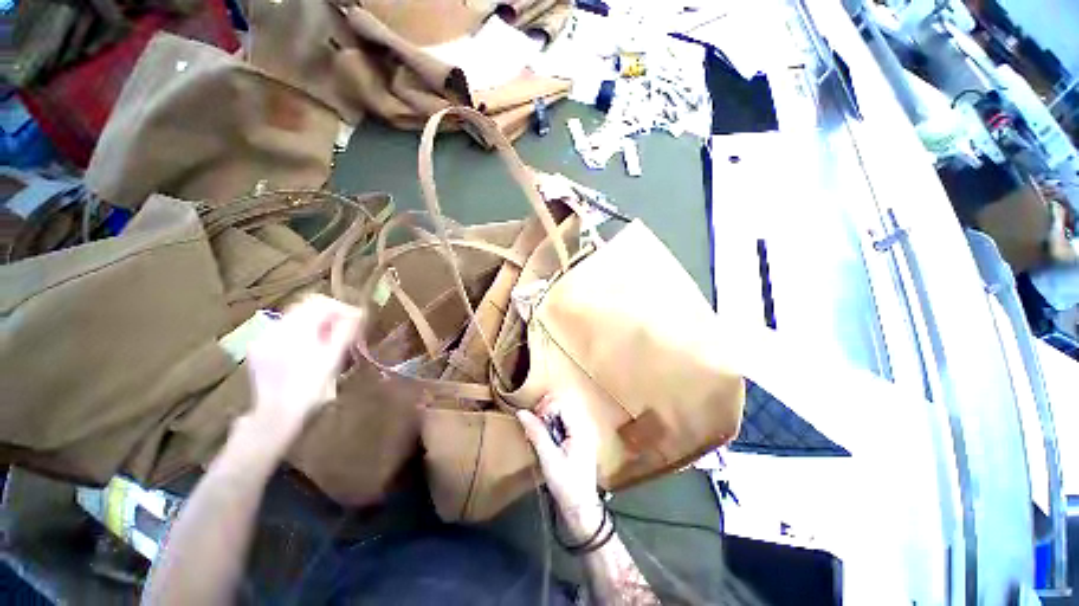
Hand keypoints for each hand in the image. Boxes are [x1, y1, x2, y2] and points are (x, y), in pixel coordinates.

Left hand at [242, 295, 361, 442]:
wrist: (275, 418)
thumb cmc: (310, 390)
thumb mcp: (333, 360)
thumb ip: (345, 332)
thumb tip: (359, 313)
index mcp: (295, 329)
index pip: (321, 303)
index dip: (342, 308)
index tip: (357, 321)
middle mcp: (276, 328)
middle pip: (307, 306)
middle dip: (330, 314)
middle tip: (346, 330)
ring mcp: (264, 338)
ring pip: (296, 317)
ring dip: (317, 323)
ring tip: (331, 341)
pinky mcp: (259, 349)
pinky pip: (285, 330)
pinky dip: (302, 332)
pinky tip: (310, 350)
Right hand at [517, 393, 603, 539]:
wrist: (581, 507)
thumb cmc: (566, 485)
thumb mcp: (548, 458)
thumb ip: (536, 432)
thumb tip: (522, 412)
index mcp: (580, 429)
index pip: (560, 404)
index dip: (545, 410)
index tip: (535, 424)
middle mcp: (583, 426)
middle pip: (560, 407)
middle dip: (544, 415)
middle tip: (535, 431)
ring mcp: (581, 433)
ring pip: (559, 415)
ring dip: (546, 422)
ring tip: (539, 438)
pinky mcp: (576, 440)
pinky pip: (561, 424)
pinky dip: (550, 429)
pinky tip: (545, 442)